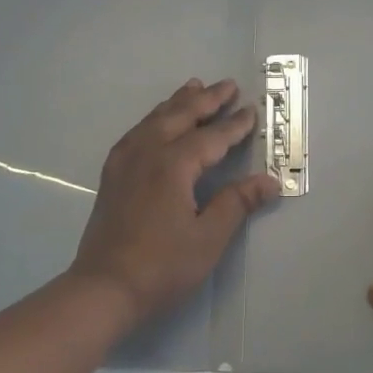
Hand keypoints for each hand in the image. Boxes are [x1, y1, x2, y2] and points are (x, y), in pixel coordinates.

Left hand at [69, 79, 280, 328]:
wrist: (103, 288)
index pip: (211, 137)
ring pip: (155, 119)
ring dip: (178, 102)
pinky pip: (137, 132)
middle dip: (206, 99)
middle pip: (180, 116)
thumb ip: (237, 203)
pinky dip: (154, 118)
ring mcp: (125, 162)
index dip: (234, 124)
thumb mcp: (208, 238)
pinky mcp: (112, 175)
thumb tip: (269, 181)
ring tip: (193, 87)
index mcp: (173, 165)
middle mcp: (147, 153)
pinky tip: (156, 122)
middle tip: (227, 84)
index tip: (251, 109)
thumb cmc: (161, 267)